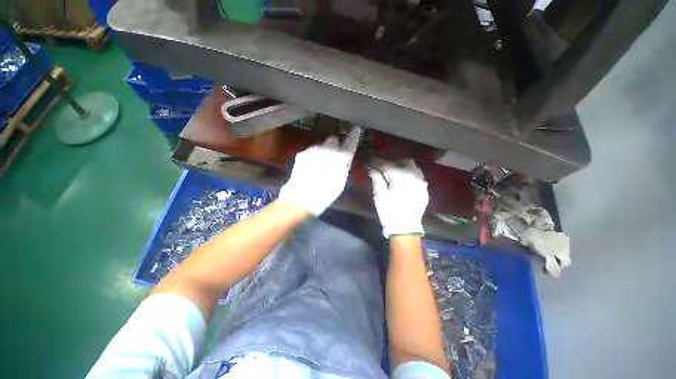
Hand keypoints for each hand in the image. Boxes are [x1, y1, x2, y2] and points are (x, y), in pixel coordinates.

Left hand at [278, 127, 360, 214]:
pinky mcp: (302, 153)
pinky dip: (313, 157)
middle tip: (334, 158)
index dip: (353, 136)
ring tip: (320, 168)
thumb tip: (344, 158)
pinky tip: (311, 168)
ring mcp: (313, 150)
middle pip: (333, 142)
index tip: (356, 130)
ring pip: (322, 147)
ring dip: (323, 152)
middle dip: (335, 146)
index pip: (349, 143)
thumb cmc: (325, 194)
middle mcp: (327, 150)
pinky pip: (312, 152)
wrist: (301, 198)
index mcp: (340, 158)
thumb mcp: (341, 183)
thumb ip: (344, 167)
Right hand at [369, 160, 428, 237]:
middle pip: (403, 161)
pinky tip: (404, 181)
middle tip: (383, 168)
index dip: (377, 162)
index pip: (386, 164)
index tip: (370, 161)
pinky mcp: (424, 189)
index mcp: (400, 176)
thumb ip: (376, 178)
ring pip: (413, 167)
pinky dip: (410, 175)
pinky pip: (418, 176)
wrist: (405, 227)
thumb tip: (372, 168)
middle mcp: (413, 175)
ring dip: (403, 167)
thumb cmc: (389, 211)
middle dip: (393, 162)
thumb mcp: (379, 195)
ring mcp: (421, 182)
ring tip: (394, 173)